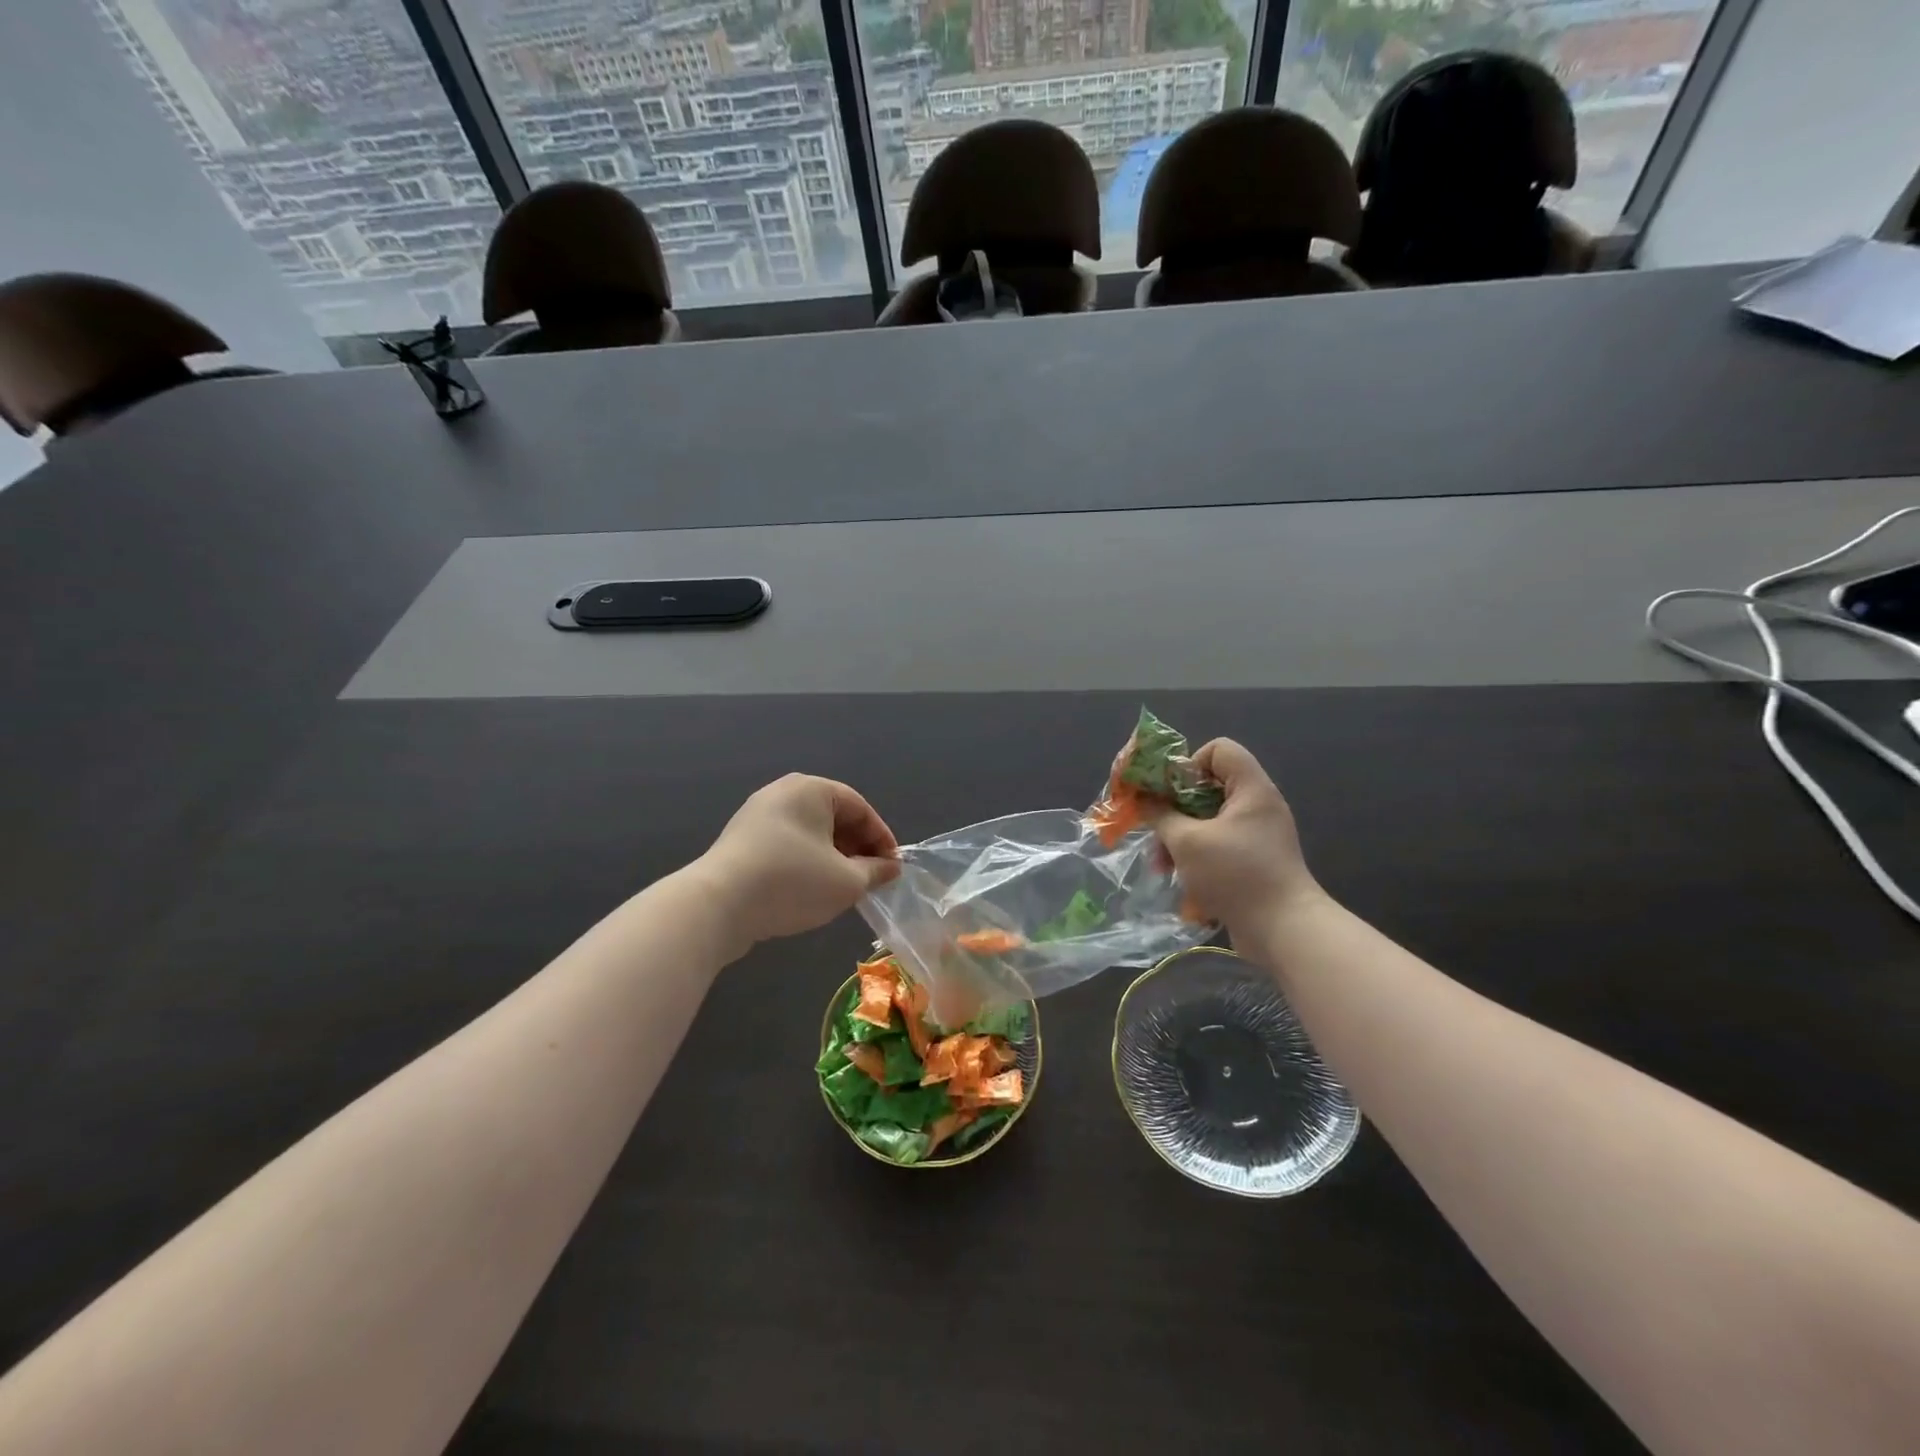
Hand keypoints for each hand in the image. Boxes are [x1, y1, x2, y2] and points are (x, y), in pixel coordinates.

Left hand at [695, 775, 900, 950]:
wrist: (717, 905)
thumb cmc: (792, 882)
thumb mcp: (846, 881)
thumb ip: (875, 871)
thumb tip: (891, 867)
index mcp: (812, 789)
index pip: (860, 808)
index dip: (882, 839)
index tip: (893, 868)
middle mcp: (783, 792)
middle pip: (834, 817)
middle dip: (856, 848)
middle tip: (870, 879)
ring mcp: (757, 815)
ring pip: (809, 833)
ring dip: (832, 857)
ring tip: (843, 887)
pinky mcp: (741, 840)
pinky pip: (786, 844)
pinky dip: (806, 861)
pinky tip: (810, 890)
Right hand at [1146, 739, 1321, 933]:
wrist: (1284, 931)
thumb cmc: (1235, 874)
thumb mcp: (1187, 842)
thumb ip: (1160, 815)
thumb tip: (1144, 800)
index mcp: (1250, 789)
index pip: (1219, 750)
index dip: (1189, 764)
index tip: (1169, 792)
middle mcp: (1257, 806)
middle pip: (1208, 787)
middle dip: (1174, 809)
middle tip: (1155, 830)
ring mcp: (1257, 836)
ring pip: (1208, 821)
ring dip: (1180, 838)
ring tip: (1161, 866)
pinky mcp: (1254, 863)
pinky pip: (1218, 846)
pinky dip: (1197, 858)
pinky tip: (1180, 880)